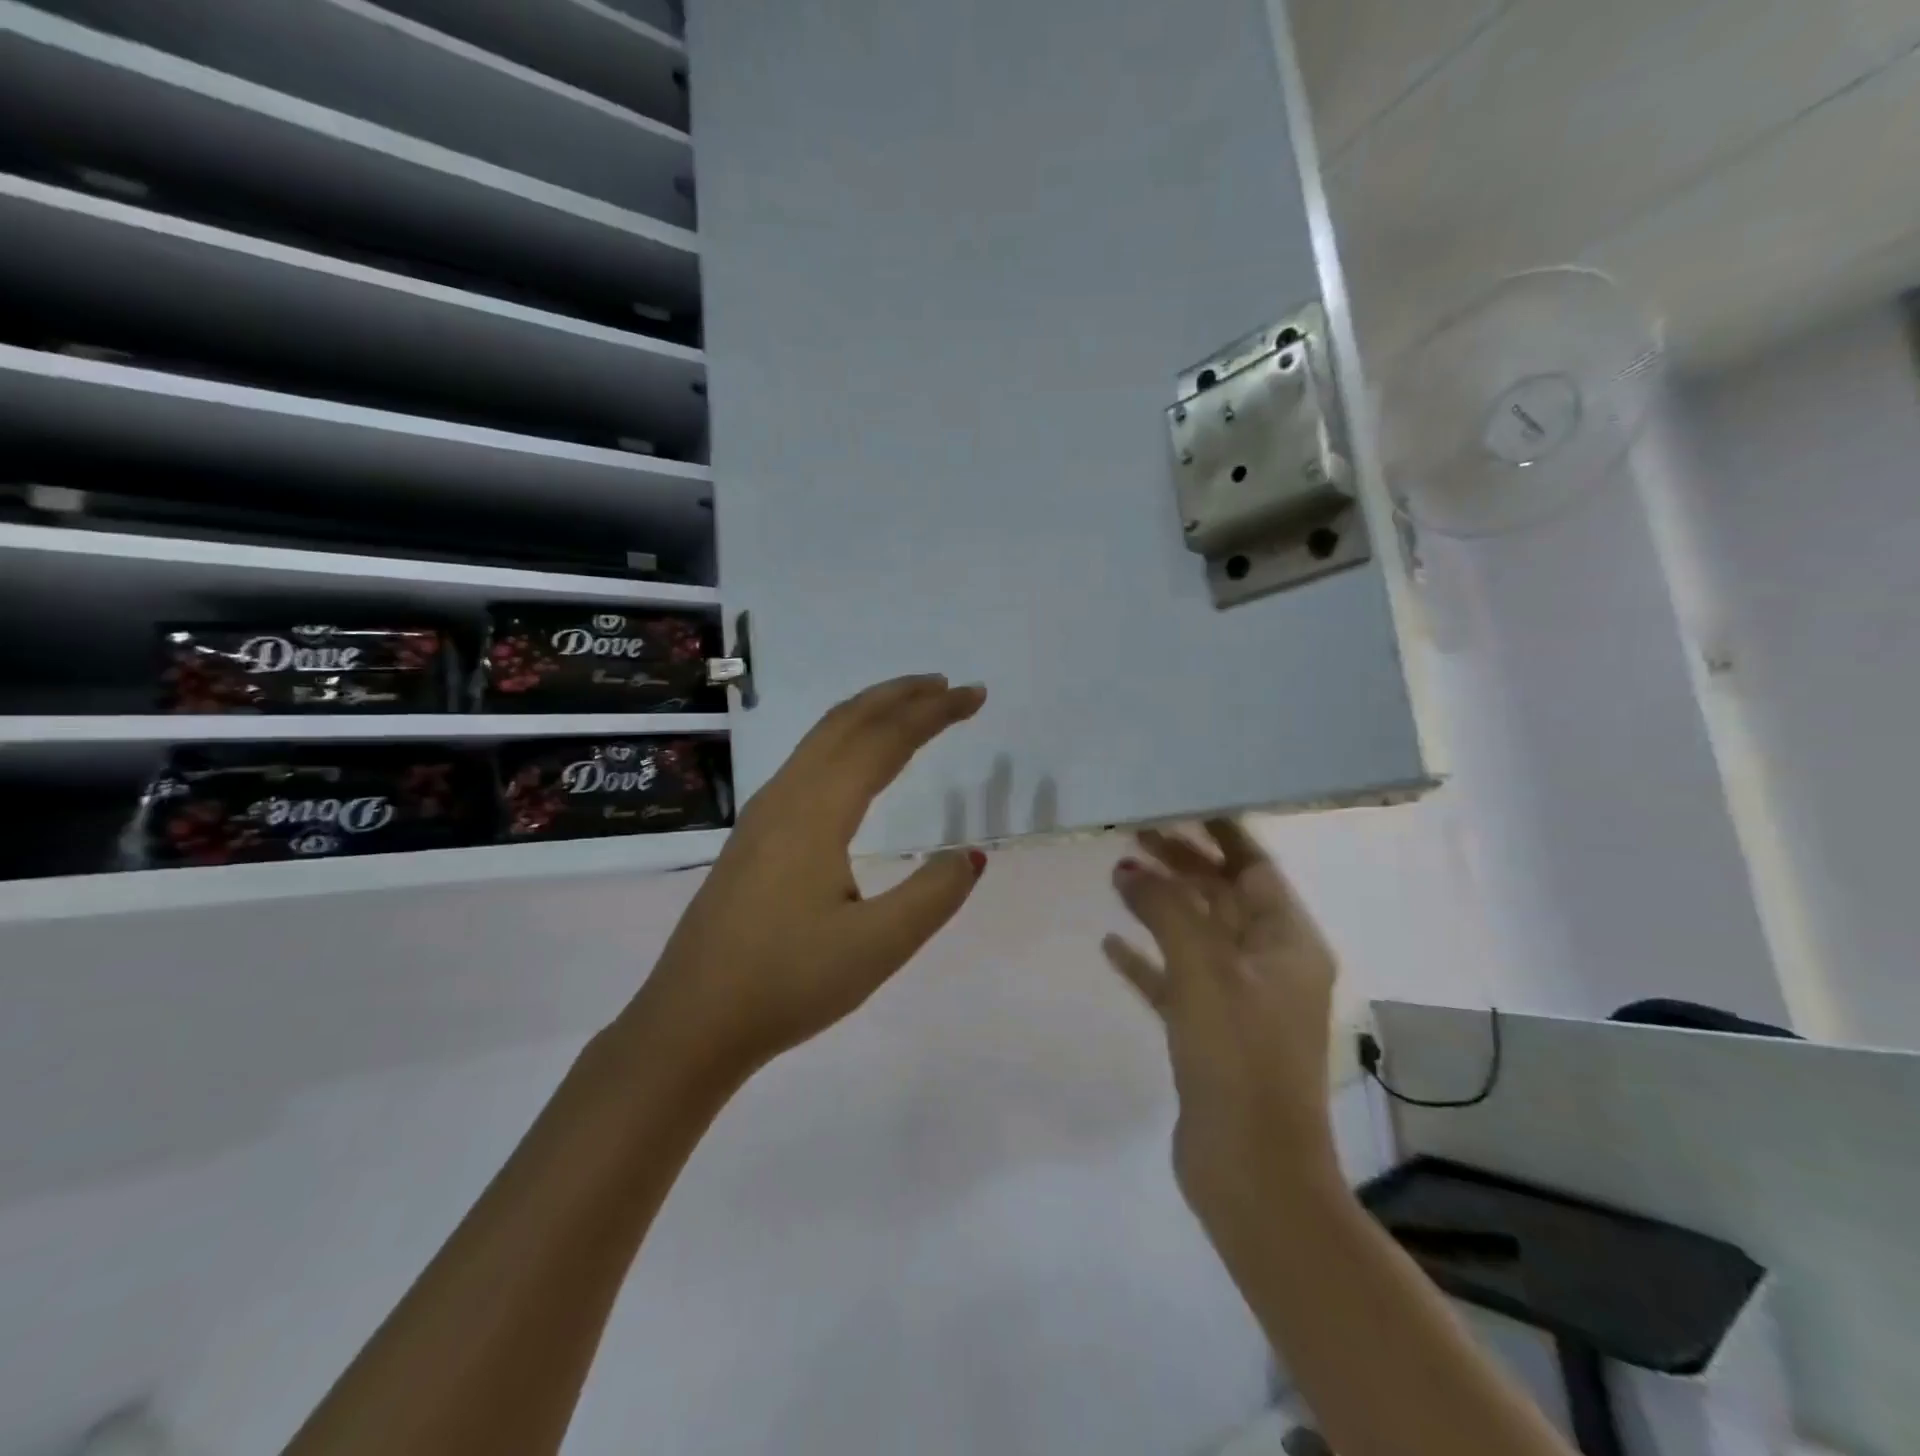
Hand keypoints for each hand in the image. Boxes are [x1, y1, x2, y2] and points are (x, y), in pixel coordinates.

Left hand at [622, 675, 988, 1086]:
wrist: (690, 1022)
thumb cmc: (786, 984)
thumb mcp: (876, 948)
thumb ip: (932, 895)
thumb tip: (969, 854)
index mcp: (816, 812)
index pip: (884, 740)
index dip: (933, 712)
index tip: (975, 695)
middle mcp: (786, 797)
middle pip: (847, 722)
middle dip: (901, 696)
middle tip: (949, 687)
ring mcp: (763, 814)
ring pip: (822, 739)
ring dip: (871, 714)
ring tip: (912, 709)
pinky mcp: (754, 836)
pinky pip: (808, 762)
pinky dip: (847, 741)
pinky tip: (857, 763)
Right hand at [1103, 821, 1342, 1237]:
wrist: (1252, 1171)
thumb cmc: (1238, 1057)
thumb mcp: (1203, 970)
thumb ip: (1165, 909)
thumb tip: (1127, 866)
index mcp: (1288, 942)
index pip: (1255, 868)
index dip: (1219, 835)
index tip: (1177, 805)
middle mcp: (1270, 964)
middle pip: (1222, 897)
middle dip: (1181, 864)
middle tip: (1132, 834)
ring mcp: (1240, 1000)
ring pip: (1196, 935)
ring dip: (1161, 906)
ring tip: (1117, 876)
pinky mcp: (1210, 1032)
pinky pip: (1176, 979)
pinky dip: (1147, 960)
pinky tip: (1110, 945)